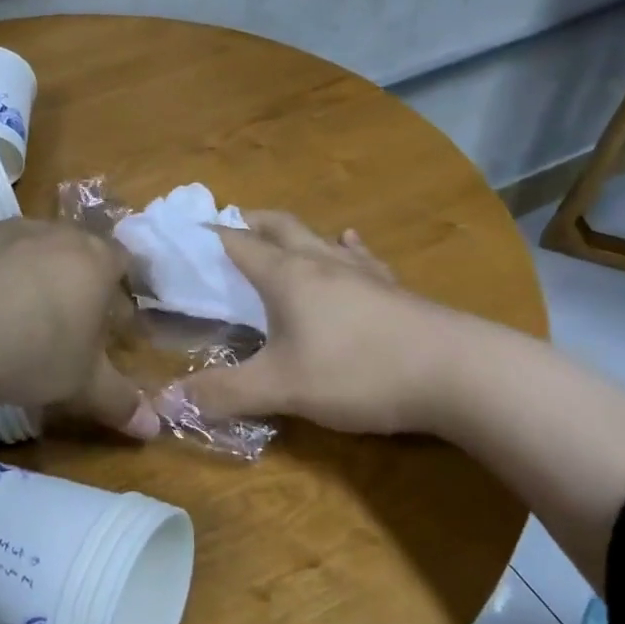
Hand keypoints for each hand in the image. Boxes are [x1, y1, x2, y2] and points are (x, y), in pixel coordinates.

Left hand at [0, 217, 157, 436]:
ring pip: (25, 244)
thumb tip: (153, 429)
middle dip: (75, 281)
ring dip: (26, 271)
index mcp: (93, 260)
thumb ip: (118, 402)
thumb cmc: (28, 353)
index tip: (113, 327)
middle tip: (66, 323)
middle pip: (74, 250)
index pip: (122, 265)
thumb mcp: (80, 385)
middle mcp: (50, 232)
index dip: (120, 295)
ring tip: (14, 312)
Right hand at [169, 212, 465, 434]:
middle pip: (280, 226)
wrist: (460, 374)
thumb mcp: (281, 387)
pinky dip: (346, 248)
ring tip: (282, 236)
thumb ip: (223, 393)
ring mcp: (363, 273)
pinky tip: (349, 246)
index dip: (210, 235)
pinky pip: (362, 257)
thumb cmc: (358, 371)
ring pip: (321, 238)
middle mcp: (322, 262)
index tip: (186, 230)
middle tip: (231, 225)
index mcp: (287, 275)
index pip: (238, 243)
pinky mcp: (395, 290)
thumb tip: (164, 402)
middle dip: (252, 222)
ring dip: (296, 233)